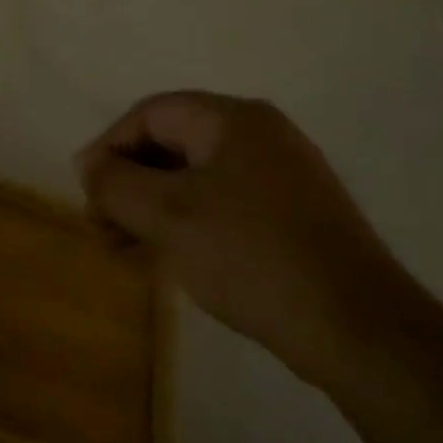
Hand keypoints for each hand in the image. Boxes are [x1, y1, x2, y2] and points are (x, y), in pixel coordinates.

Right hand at [80, 92, 425, 391]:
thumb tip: (91, 165)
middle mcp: (259, 137)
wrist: (358, 328)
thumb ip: (116, 183)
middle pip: (172, 145)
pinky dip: (185, 225)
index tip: (84, 190)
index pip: (150, 114)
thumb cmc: (250, 255)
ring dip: (151, 209)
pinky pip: (221, 206)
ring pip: (195, 180)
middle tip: (100, 226)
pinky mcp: (292, 217)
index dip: (109, 147)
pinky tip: (162, 260)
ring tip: (121, 249)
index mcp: (232, 120)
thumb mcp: (167, 215)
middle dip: (128, 184)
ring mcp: (280, 177)